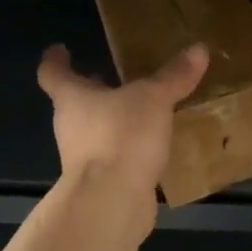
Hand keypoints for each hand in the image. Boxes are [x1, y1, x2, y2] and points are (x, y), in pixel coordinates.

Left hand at [36, 42, 209, 200]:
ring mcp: (81, 158)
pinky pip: (111, 156)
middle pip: (73, 103)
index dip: (55, 60)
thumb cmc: (121, 137)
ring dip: (109, 120)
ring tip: (138, 111)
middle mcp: (70, 126)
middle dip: (90, 91)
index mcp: (73, 98)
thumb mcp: (153, 99)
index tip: (60, 50)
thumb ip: (173, 76)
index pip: (53, 73)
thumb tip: (198, 48)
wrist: (111, 202)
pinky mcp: (100, 183)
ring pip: (92, 131)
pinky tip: (149, 146)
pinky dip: (125, 148)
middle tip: (108, 79)